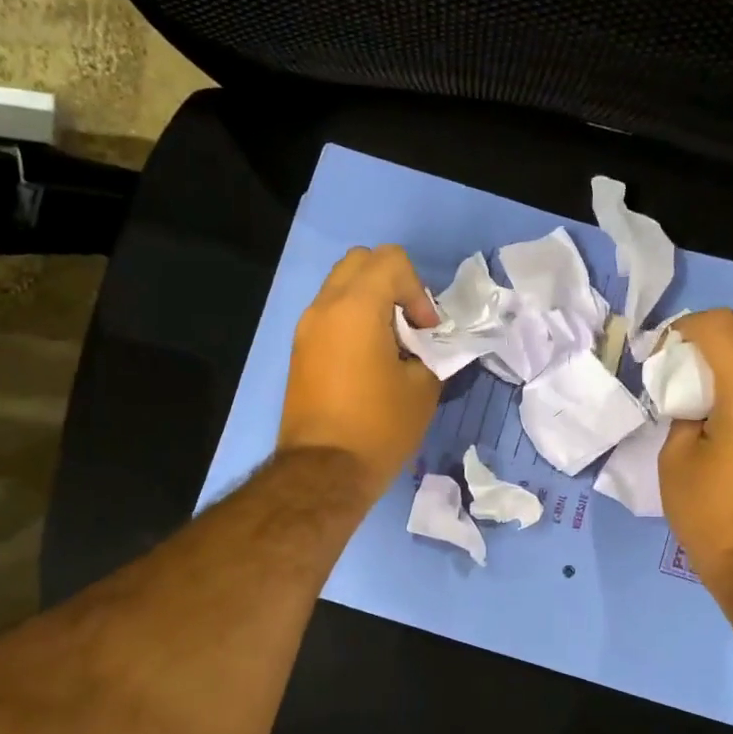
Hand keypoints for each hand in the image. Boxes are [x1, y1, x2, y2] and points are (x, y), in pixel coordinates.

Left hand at [278, 245, 441, 500]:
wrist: (323, 472)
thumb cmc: (379, 427)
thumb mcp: (423, 387)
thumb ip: (433, 352)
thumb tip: (429, 345)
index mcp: (356, 307)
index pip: (391, 260)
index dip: (418, 289)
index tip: (425, 331)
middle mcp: (324, 307)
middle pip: (360, 262)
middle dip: (392, 284)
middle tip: (409, 326)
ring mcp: (306, 329)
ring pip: (341, 287)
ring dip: (371, 302)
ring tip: (390, 346)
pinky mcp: (299, 351)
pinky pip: (330, 315)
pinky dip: (353, 321)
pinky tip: (368, 362)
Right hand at [660, 309, 732, 577]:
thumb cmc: (710, 512)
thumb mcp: (675, 458)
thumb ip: (683, 413)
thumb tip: (693, 400)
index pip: (723, 327)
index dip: (686, 326)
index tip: (661, 348)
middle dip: (717, 326)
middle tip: (684, 350)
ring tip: (701, 371)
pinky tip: (722, 396)